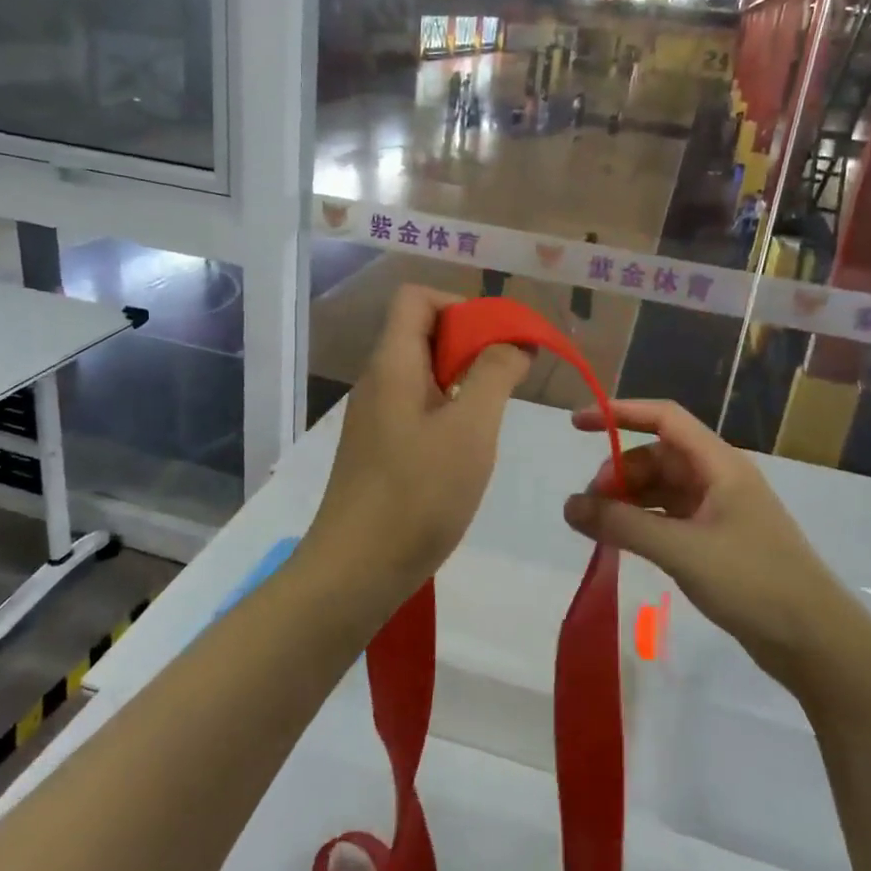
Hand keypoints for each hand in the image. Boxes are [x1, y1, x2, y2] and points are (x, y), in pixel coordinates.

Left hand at [312, 285, 530, 585]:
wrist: (356, 572)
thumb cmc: (417, 494)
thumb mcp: (470, 429)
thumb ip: (495, 374)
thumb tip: (513, 341)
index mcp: (392, 363)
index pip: (417, 298)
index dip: (461, 306)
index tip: (498, 342)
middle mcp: (378, 380)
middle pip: (423, 332)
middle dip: (471, 344)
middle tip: (507, 381)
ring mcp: (375, 416)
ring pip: (423, 372)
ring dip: (464, 380)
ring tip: (492, 417)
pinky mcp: (379, 448)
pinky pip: (417, 407)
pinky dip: (449, 411)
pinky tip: (468, 449)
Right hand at [562, 400, 870, 690]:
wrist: (816, 641)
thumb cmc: (753, 581)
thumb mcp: (682, 549)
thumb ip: (622, 525)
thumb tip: (569, 506)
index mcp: (719, 464)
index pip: (664, 418)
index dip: (620, 413)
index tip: (577, 424)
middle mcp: (718, 478)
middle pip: (657, 456)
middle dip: (619, 471)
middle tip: (592, 505)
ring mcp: (719, 510)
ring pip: (661, 488)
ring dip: (628, 499)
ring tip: (600, 527)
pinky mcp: (717, 541)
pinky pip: (669, 517)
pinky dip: (642, 522)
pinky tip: (622, 541)